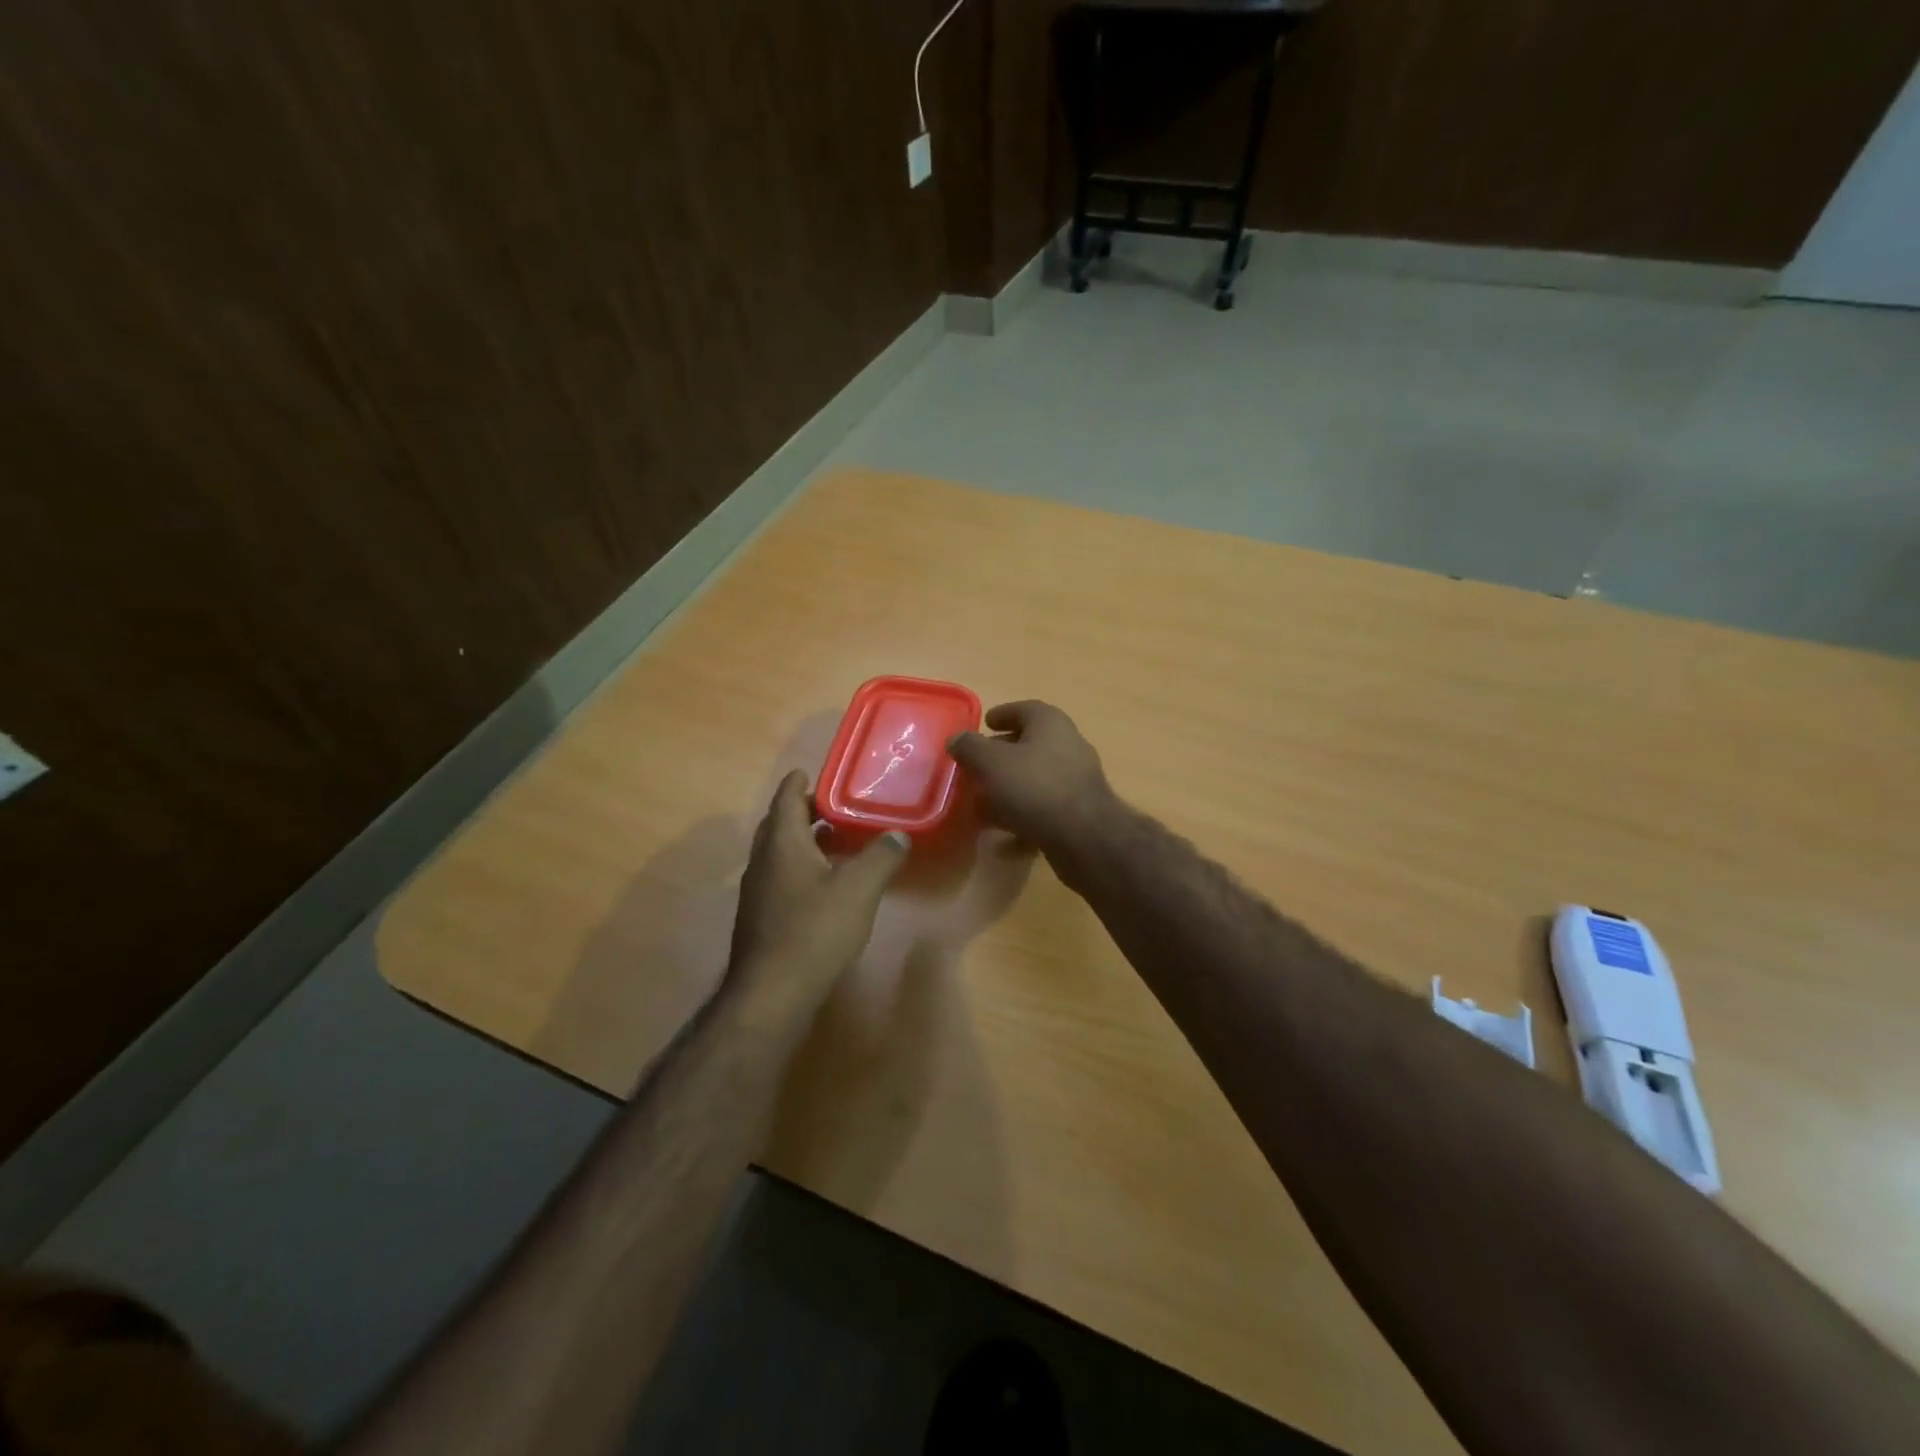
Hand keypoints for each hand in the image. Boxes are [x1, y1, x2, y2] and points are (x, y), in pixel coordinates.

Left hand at [725, 771, 909, 1018]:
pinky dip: (801, 867)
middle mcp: (763, 861)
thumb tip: (899, 835)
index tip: (812, 772)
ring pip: (779, 853)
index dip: (799, 783)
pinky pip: (781, 877)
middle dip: (804, 811)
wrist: (771, 993)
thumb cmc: (814, 931)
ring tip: (836, 839)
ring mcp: (758, 891)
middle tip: (834, 804)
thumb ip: (881, 857)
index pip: (786, 799)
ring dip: (804, 841)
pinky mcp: (761, 918)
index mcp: (782, 844)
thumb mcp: (858, 889)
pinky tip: (825, 883)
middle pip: (779, 824)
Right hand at [947, 701, 1116, 856]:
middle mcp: (1068, 745)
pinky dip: (1021, 816)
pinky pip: (1043, 808)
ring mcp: (1076, 780)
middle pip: (1028, 745)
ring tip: (980, 804)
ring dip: (1008, 789)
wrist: (1083, 837)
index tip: (985, 724)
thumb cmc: (1034, 787)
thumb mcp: (991, 763)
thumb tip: (956, 739)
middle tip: (975, 767)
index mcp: (1050, 723)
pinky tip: (1001, 834)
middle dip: (1000, 756)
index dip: (1002, 714)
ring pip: (1034, 779)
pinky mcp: (1078, 811)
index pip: (1024, 709)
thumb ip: (970, 748)